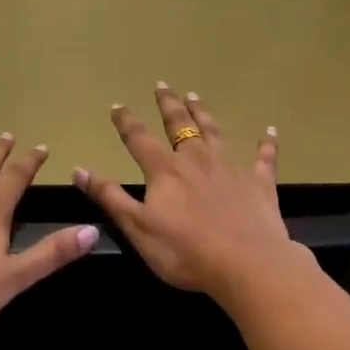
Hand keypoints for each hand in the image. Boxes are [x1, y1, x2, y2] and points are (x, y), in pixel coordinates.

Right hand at [75, 84, 307, 304]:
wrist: (248, 265)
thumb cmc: (185, 250)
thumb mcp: (137, 227)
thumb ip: (109, 196)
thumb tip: (79, 169)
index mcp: (165, 170)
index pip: (139, 139)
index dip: (126, 121)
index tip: (118, 105)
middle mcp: (196, 159)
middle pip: (179, 125)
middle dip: (168, 104)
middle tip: (162, 85)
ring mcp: (230, 168)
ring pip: (214, 132)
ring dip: (203, 114)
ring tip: (195, 96)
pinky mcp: (259, 183)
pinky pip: (264, 159)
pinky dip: (266, 144)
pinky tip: (270, 132)